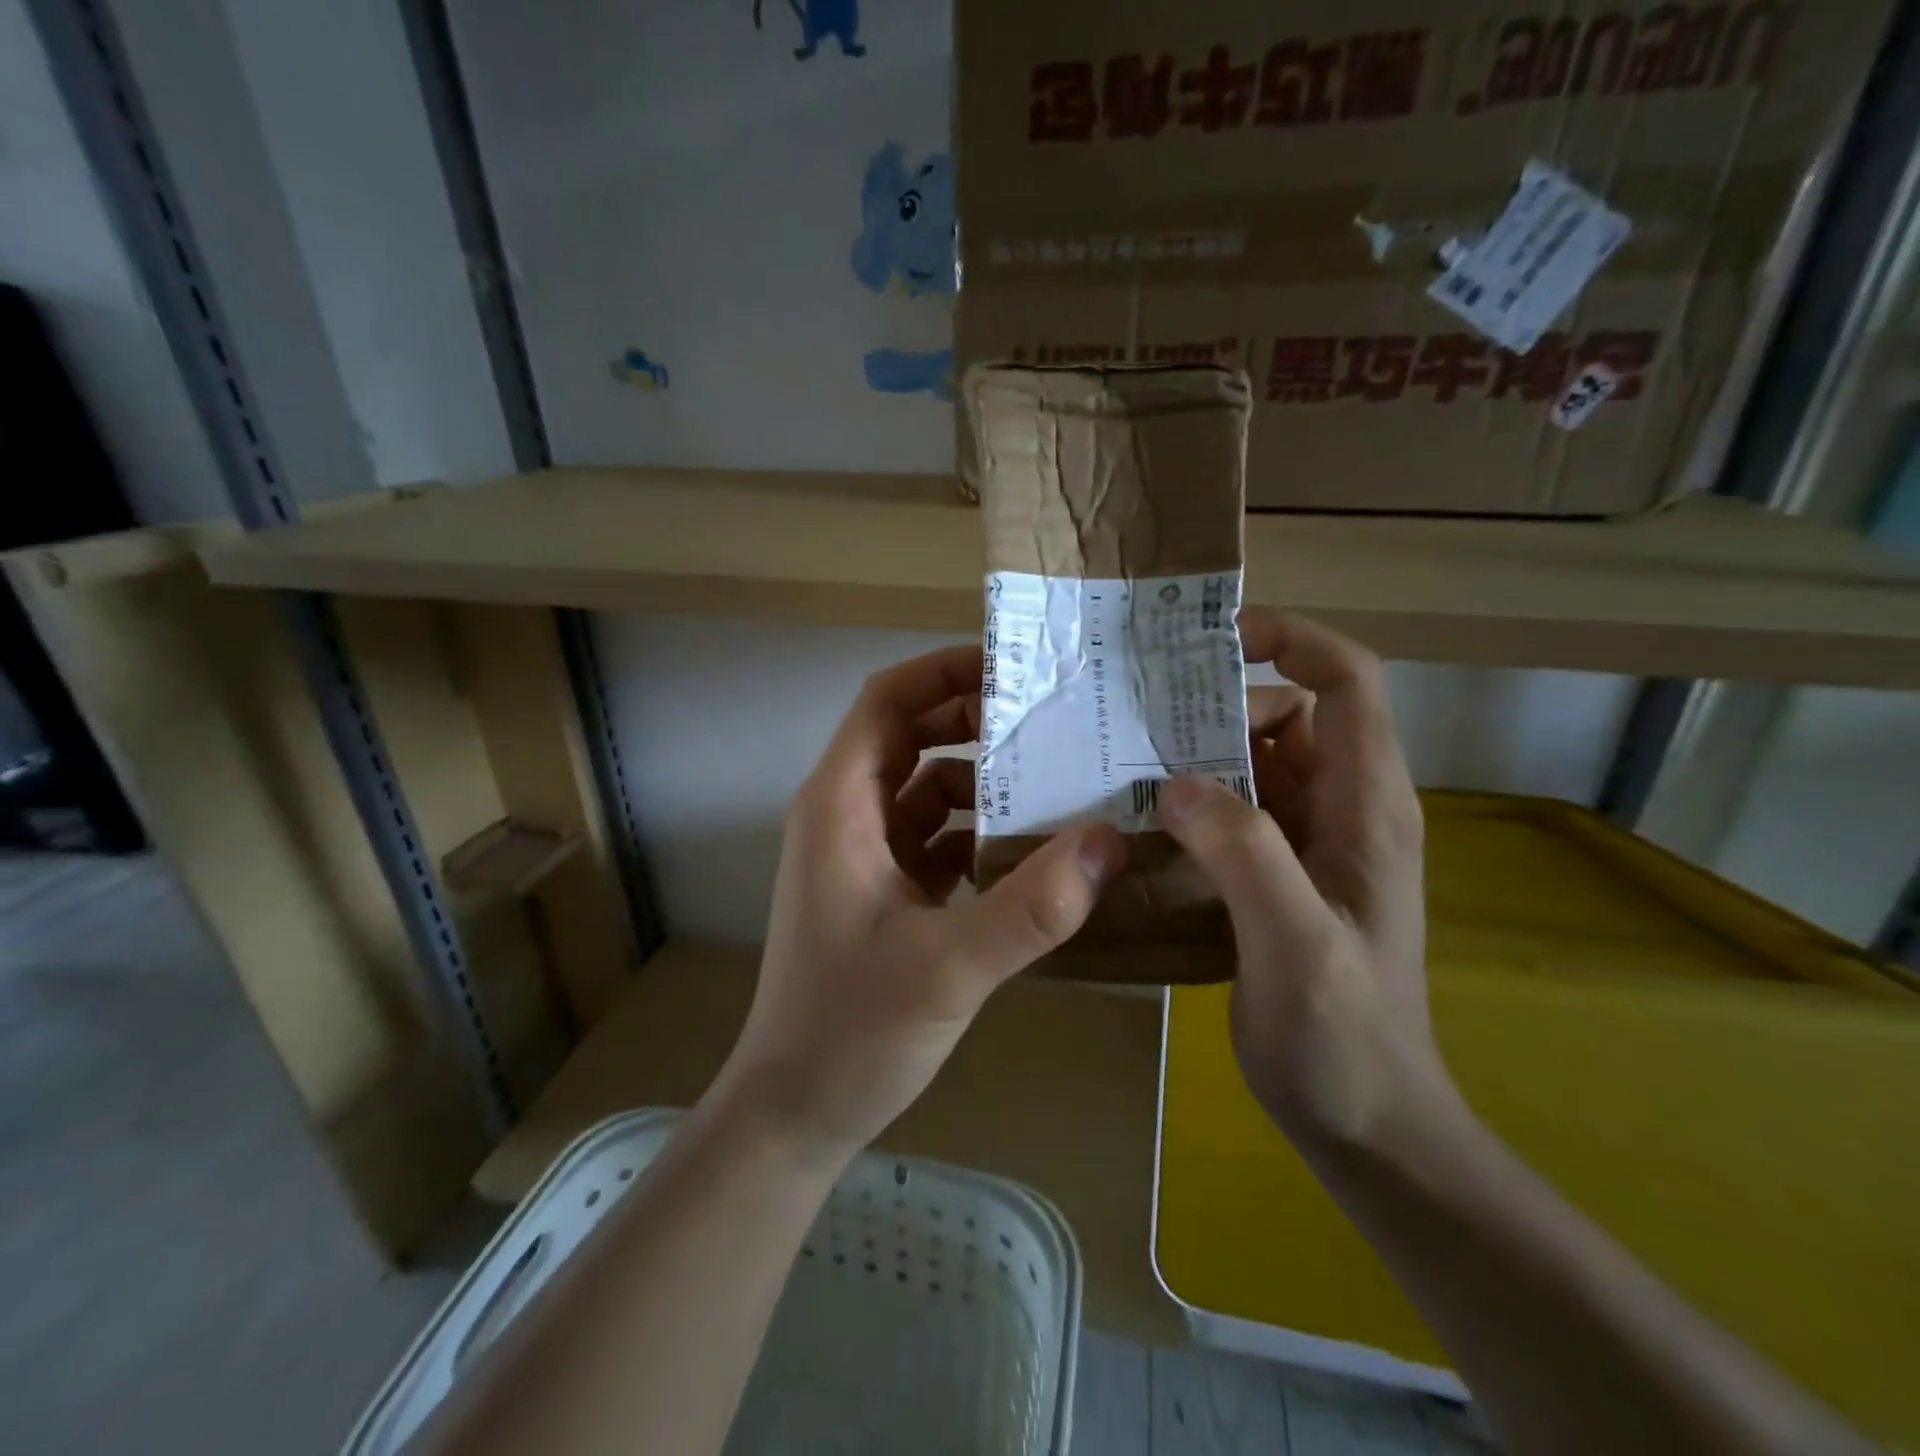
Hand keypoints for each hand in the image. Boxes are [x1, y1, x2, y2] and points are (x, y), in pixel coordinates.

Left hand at [711, 644, 1126, 1167]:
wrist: (795, 1112)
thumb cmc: (850, 1031)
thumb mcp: (947, 967)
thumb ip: (1032, 907)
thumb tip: (1110, 839)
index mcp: (841, 805)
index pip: (887, 702)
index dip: (944, 672)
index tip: (1015, 668)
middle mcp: (846, 816)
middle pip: (911, 738)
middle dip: (977, 722)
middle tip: (1055, 722)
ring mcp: (864, 856)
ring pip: (928, 790)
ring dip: (986, 783)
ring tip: (1060, 782)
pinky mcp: (884, 893)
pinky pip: (936, 839)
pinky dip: (980, 833)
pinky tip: (1034, 852)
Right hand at [1158, 610, 1455, 1149]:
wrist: (1368, 1124)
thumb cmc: (1344, 1039)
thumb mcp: (1296, 944)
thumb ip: (1244, 853)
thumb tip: (1176, 781)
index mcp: (1366, 806)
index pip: (1347, 682)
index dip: (1291, 640)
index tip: (1215, 641)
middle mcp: (1343, 808)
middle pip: (1287, 714)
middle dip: (1219, 706)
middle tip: (1141, 724)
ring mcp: (1310, 842)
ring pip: (1254, 761)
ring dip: (1197, 755)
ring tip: (1126, 767)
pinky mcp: (1278, 873)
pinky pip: (1234, 809)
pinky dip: (1192, 800)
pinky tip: (1142, 822)